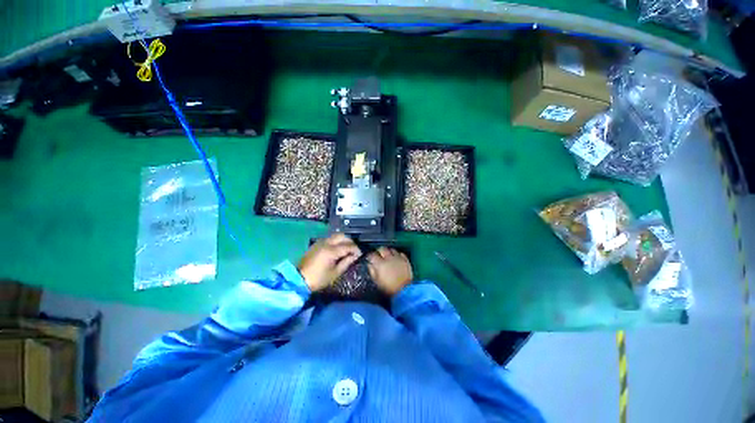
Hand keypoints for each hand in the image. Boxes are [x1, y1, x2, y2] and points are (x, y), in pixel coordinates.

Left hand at [298, 233, 361, 291]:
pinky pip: (329, 239)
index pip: (348, 246)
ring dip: (343, 240)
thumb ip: (346, 262)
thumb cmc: (318, 279)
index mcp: (331, 251)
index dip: (356, 249)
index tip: (360, 254)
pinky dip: (336, 241)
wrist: (299, 280)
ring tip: (346, 249)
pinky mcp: (316, 244)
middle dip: (350, 241)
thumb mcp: (335, 273)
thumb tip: (355, 256)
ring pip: (335, 236)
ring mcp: (320, 242)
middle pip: (342, 236)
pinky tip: (337, 249)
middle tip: (354, 250)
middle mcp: (326, 243)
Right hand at [367, 247, 412, 296]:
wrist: (404, 290)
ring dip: (389, 252)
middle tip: (378, 255)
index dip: (370, 256)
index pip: (372, 255)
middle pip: (382, 248)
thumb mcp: (377, 281)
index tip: (370, 258)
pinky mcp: (405, 260)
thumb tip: (370, 265)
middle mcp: (389, 258)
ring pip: (392, 249)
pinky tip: (396, 258)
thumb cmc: (389, 288)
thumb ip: (372, 271)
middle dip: (379, 251)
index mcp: (380, 264)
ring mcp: (398, 258)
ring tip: (388, 256)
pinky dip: (397, 255)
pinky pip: (400, 253)